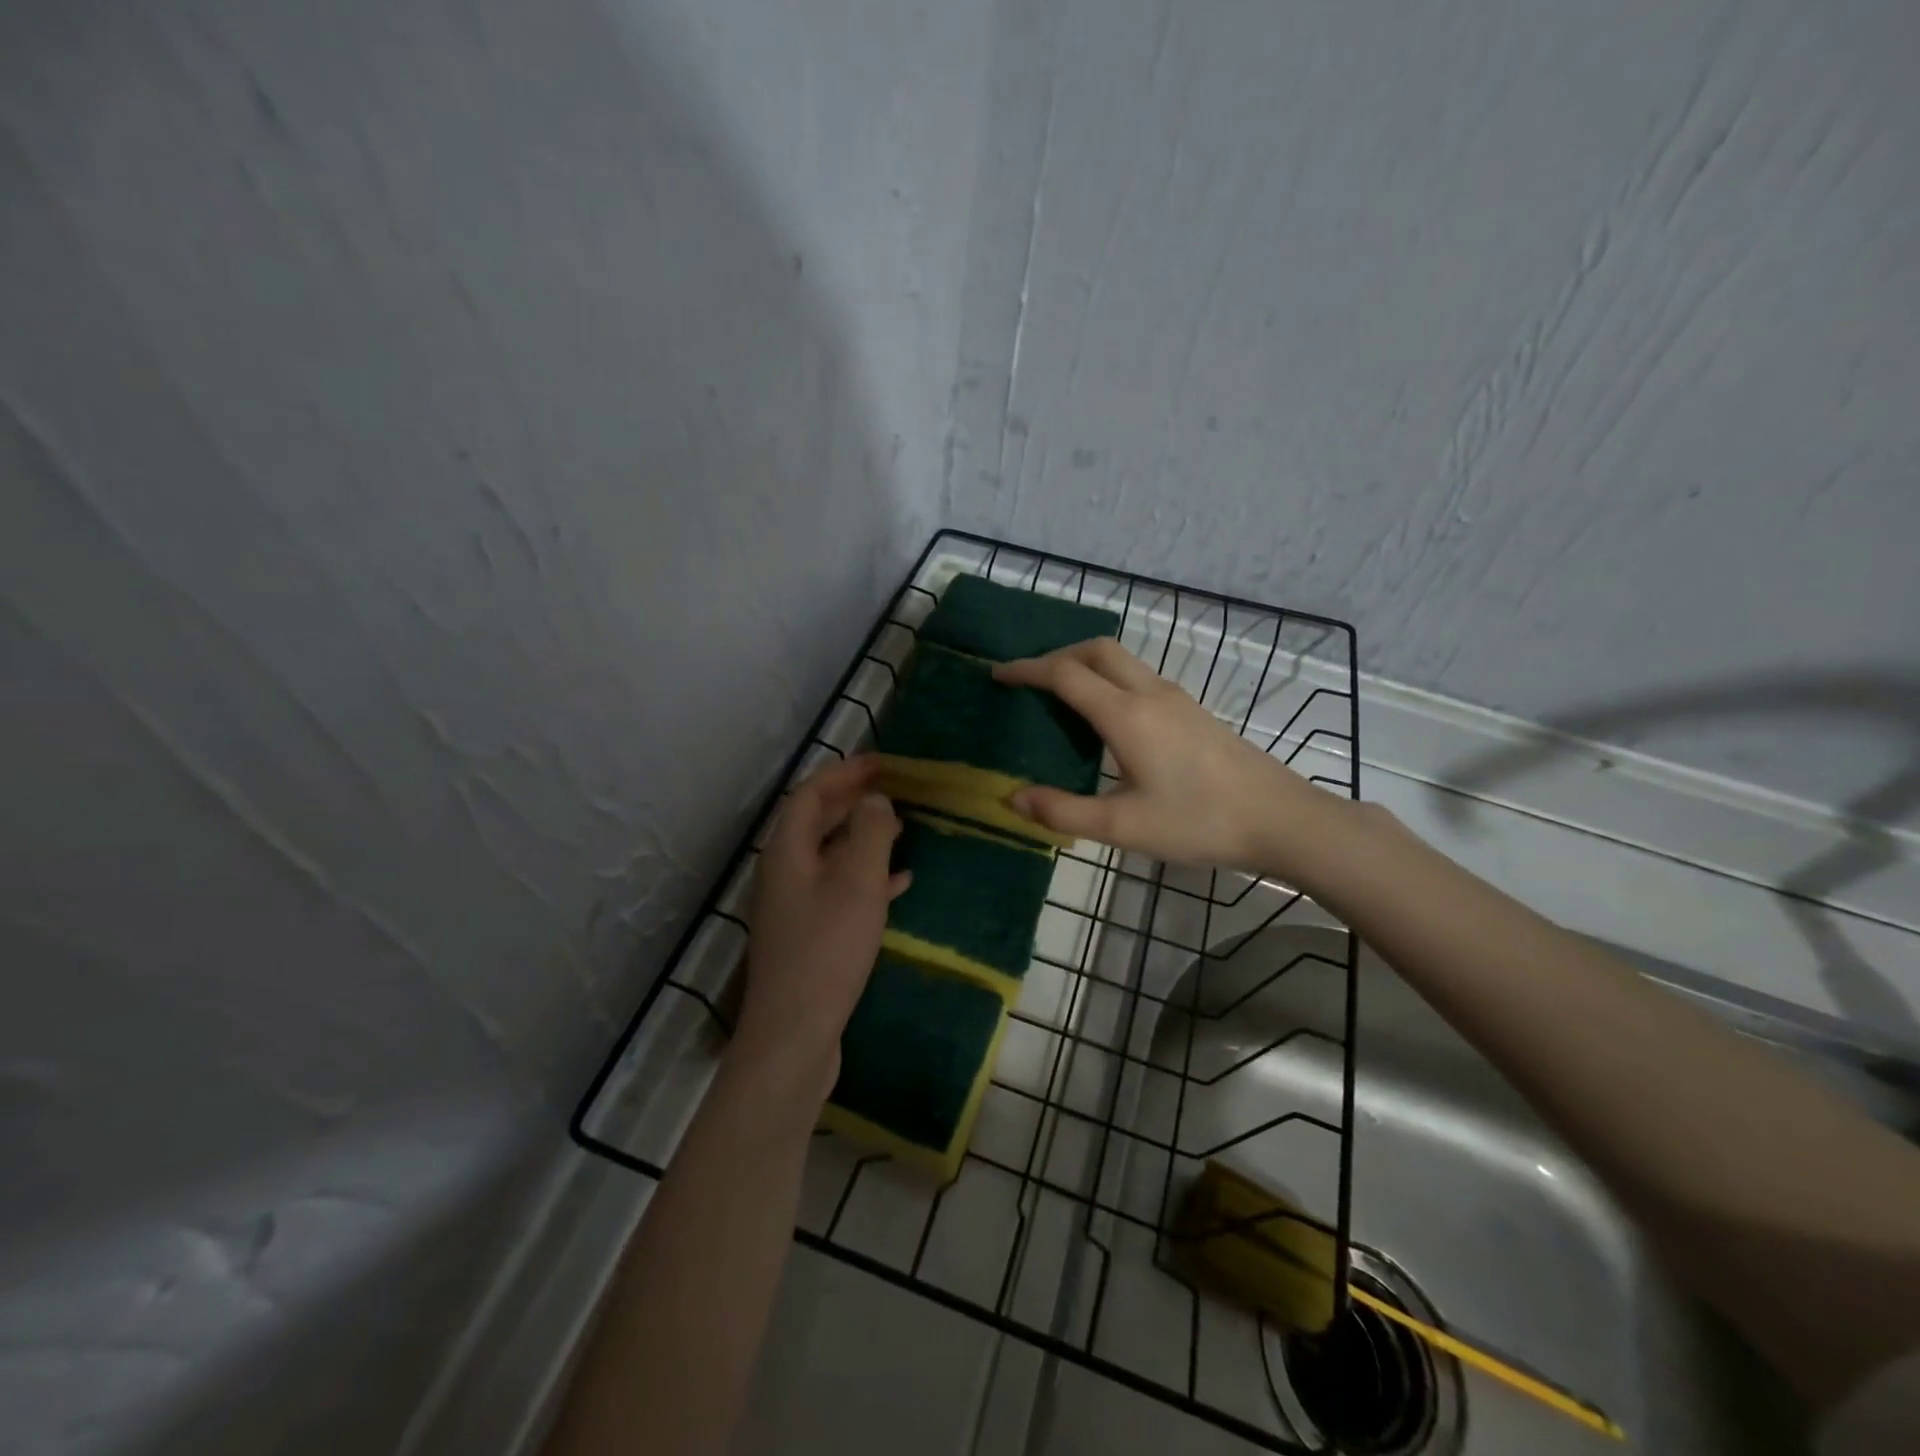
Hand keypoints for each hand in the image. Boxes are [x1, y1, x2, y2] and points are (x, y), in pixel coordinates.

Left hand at [737, 756, 909, 1094]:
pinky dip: (866, 878)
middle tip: (895, 790)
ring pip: (830, 856)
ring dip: (863, 838)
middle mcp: (784, 872)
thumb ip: (870, 832)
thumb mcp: (857, 883)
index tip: (883, 763)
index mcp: (787, 851)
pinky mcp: (808, 935)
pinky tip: (899, 883)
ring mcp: (793, 906)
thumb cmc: (827, 950)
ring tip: (903, 829)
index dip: (845, 773)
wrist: (794, 1035)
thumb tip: (875, 799)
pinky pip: (838, 890)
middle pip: (816, 822)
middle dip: (854, 802)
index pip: (811, 794)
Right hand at [993, 639, 1325, 871]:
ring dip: (1085, 664)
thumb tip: (1012, 798)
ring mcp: (1177, 699)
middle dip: (1057, 655)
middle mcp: (1150, 694)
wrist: (1281, 819)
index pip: (1065, 674)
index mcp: (1126, 715)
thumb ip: (1062, 812)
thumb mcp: (1122, 827)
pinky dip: (1109, 679)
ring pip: (1122, 660)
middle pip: (1096, 650)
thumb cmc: (1199, 822)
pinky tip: (1107, 718)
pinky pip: (1139, 677)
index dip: (1027, 669)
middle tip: (1030, 681)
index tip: (998, 675)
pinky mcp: (1193, 711)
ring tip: (1061, 696)